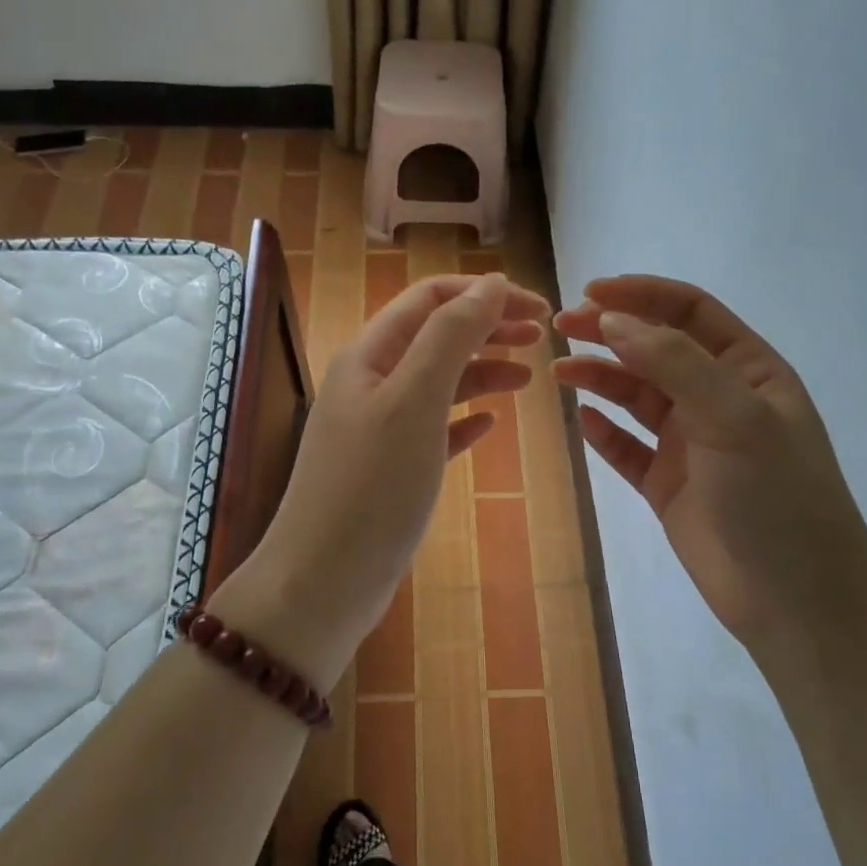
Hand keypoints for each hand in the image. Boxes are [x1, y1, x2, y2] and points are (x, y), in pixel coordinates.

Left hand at [214, 273, 548, 686]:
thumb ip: (450, 337)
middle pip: (437, 336)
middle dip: (489, 327)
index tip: (540, 310)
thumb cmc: (371, 487)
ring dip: (483, 370)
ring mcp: (379, 427)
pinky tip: (491, 424)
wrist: (324, 580)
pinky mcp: (391, 468)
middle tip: (543, 337)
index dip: (486, 294)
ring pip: (439, 382)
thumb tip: (490, 285)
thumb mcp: (414, 401)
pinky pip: (435, 428)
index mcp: (370, 355)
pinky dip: (466, 418)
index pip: (431, 298)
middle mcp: (371, 382)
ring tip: (528, 377)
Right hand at [553, 275, 866, 653]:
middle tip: (560, 327)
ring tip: (559, 372)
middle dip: (610, 332)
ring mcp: (693, 444)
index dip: (641, 295)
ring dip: (600, 378)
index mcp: (748, 371)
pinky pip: (628, 449)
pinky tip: (582, 422)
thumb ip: (674, 363)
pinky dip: (605, 433)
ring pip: (637, 397)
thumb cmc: (777, 498)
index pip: (690, 312)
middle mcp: (718, 399)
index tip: (589, 292)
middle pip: (655, 349)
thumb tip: (611, 319)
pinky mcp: (669, 485)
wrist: (797, 602)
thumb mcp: (735, 418)